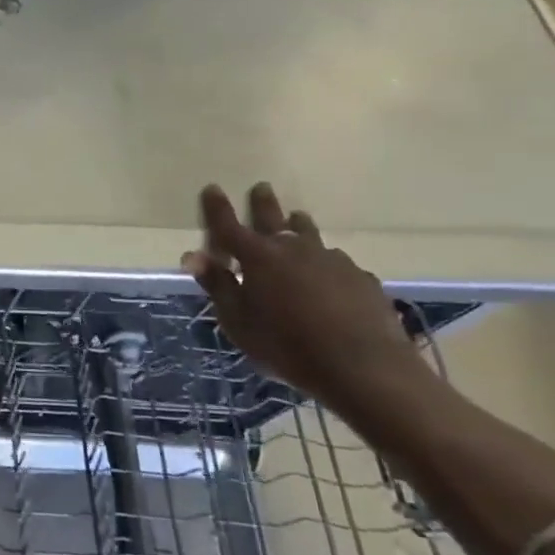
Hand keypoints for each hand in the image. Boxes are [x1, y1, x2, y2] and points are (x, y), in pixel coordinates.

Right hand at [183, 183, 419, 404]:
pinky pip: (338, 263)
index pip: (229, 225)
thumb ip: (217, 285)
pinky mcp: (362, 279)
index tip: (213, 188)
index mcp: (258, 257)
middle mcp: (294, 249)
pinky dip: (325, 263)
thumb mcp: (238, 321)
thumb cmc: (286, 345)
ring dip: (299, 226)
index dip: (218, 207)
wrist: (363, 367)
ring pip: (310, 235)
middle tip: (262, 187)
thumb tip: (192, 255)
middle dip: (264, 202)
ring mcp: (333, 261)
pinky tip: (328, 276)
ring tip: (296, 220)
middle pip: (275, 218)